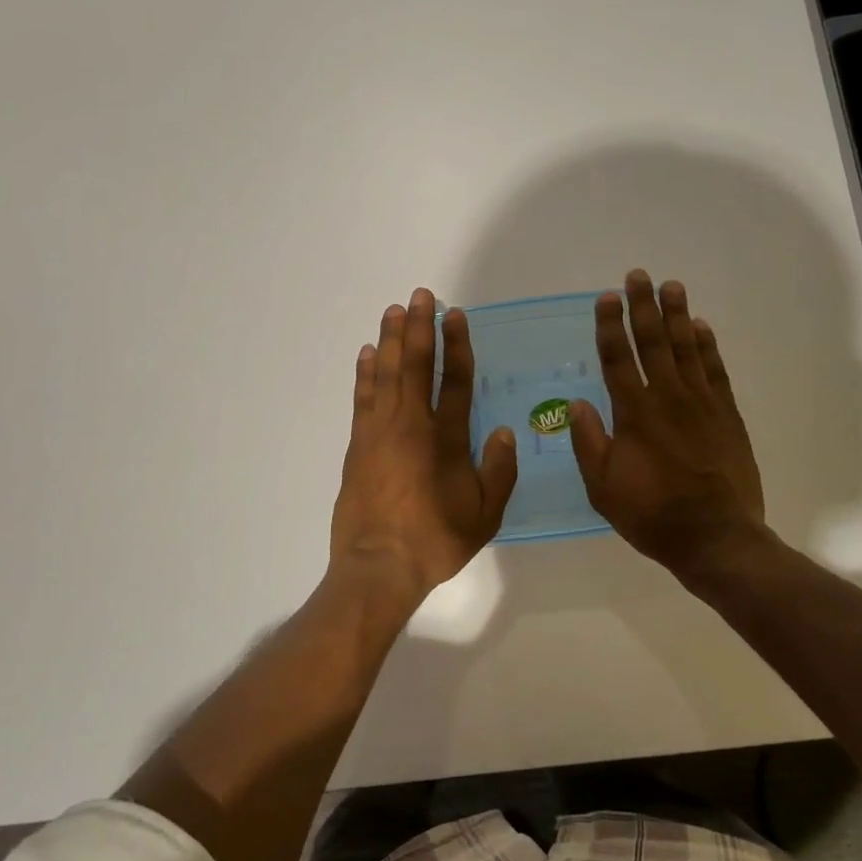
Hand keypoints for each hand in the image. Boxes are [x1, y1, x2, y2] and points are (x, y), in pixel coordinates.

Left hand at [330, 289, 517, 594]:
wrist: (379, 565)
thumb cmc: (436, 540)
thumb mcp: (485, 515)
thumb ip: (498, 471)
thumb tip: (503, 432)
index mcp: (447, 439)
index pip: (456, 380)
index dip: (457, 345)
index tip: (455, 315)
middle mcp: (413, 425)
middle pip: (417, 365)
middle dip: (420, 327)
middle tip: (421, 295)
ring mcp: (380, 431)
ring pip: (387, 373)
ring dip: (391, 339)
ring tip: (394, 310)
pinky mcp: (358, 444)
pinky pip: (363, 397)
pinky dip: (366, 372)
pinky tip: (368, 352)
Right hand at [570, 270, 766, 581]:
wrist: (716, 538)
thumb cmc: (652, 515)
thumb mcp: (603, 488)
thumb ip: (588, 443)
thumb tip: (576, 403)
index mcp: (634, 414)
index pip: (618, 359)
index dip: (611, 326)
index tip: (607, 297)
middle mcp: (668, 398)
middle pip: (654, 342)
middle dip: (644, 307)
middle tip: (639, 275)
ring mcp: (702, 404)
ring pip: (687, 348)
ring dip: (677, 315)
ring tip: (672, 286)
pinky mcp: (727, 415)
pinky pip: (715, 370)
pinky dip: (708, 346)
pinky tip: (702, 327)